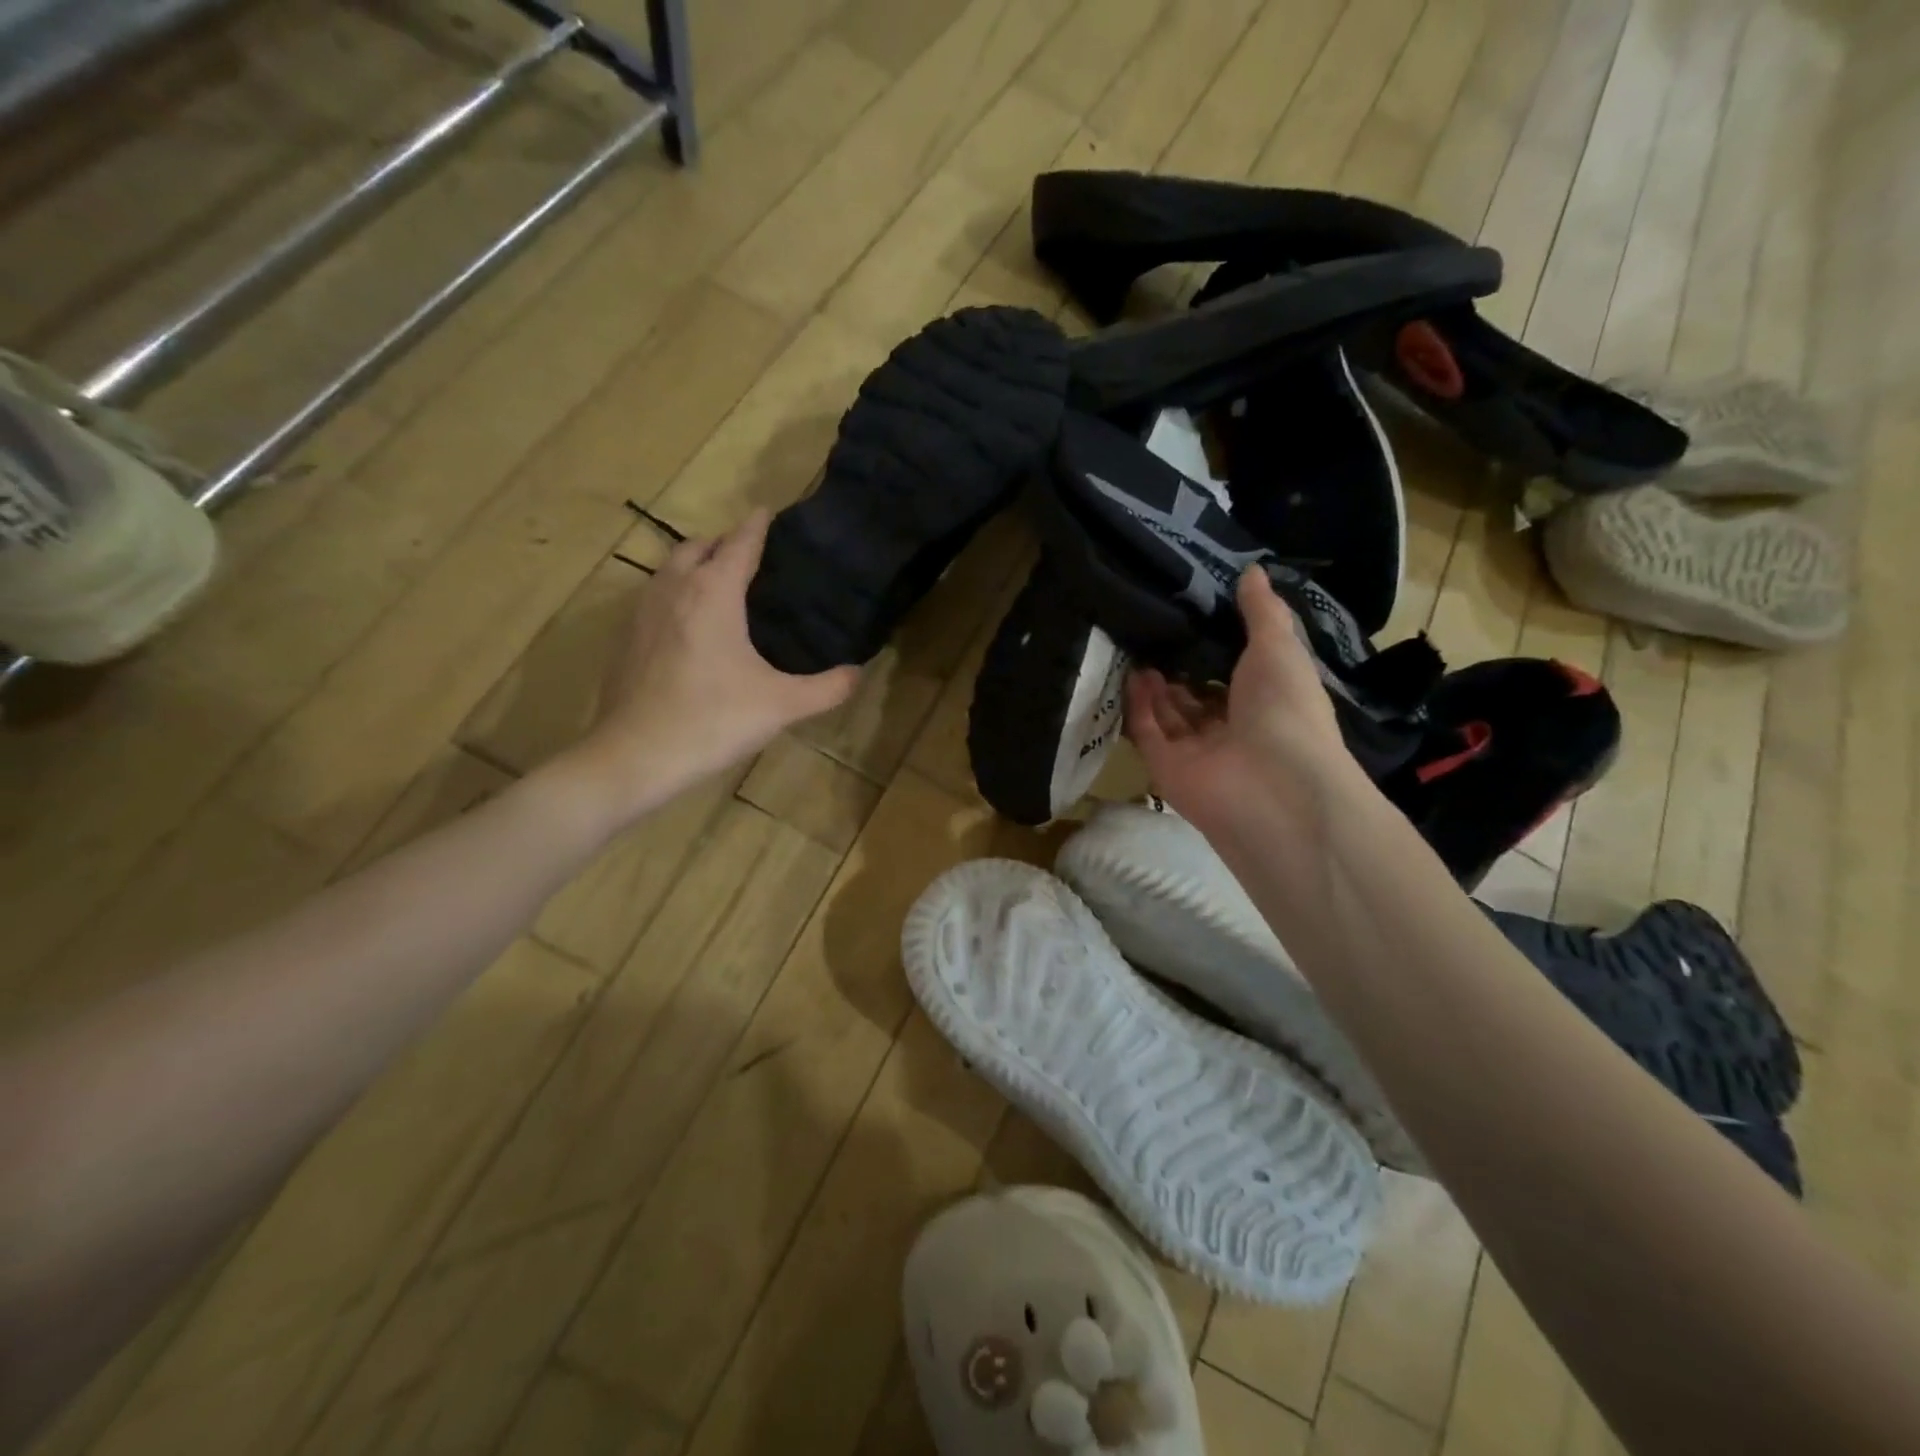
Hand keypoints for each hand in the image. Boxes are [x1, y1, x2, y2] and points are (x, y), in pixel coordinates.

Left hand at [549, 510, 858, 828]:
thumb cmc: (713, 721)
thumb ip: (828, 687)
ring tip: (721, 584)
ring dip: (695, 564)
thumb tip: (857, 672)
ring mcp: (643, 612)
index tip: (770, 512)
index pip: (739, 543)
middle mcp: (675, 589)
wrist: (635, 756)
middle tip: (751, 557)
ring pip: (670, 569)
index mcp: (714, 593)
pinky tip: (690, 626)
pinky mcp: (626, 638)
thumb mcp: (783, 706)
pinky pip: (655, 596)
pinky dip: (676, 592)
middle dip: (724, 543)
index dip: (758, 526)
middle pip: (698, 547)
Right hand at [1126, 567, 1359, 839]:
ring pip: (1169, 714)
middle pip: (1198, 696)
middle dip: (1179, 667)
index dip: (1216, 648)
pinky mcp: (1166, 768)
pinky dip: (1139, 706)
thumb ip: (1262, 612)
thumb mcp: (1280, 649)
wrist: (1274, 786)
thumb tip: (1252, 570)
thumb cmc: (1286, 711)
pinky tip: (1131, 673)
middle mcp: (1232, 729)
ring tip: (1137, 644)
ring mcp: (1198, 752)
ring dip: (1155, 684)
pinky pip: (1148, 732)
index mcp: (1267, 704)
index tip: (1192, 614)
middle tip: (1153, 628)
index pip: (1236, 675)